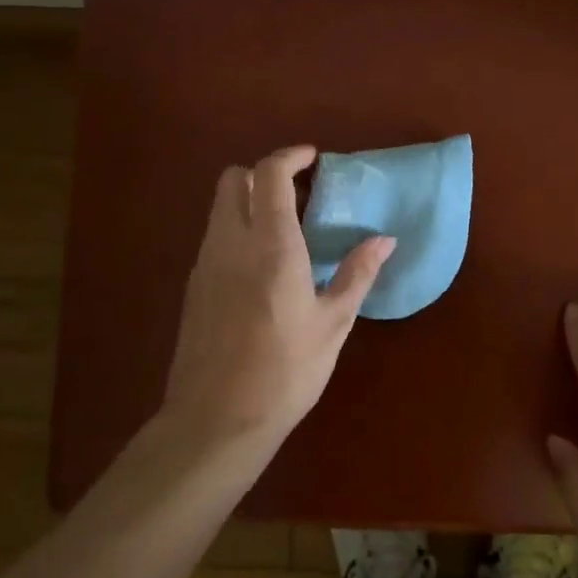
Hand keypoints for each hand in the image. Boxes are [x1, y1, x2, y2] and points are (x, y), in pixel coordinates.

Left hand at [160, 146, 395, 448]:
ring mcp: (205, 263)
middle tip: (298, 193)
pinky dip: (237, 230)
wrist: (215, 422)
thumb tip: (384, 239)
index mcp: (271, 245)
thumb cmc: (285, 372)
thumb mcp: (333, 324)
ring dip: (250, 201)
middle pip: (234, 179)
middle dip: (264, 173)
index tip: (313, 158)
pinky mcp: (193, 286)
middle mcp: (231, 242)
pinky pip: (214, 237)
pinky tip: (262, 266)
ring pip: (220, 207)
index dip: (290, 156)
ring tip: (286, 229)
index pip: (270, 174)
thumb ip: (357, 274)